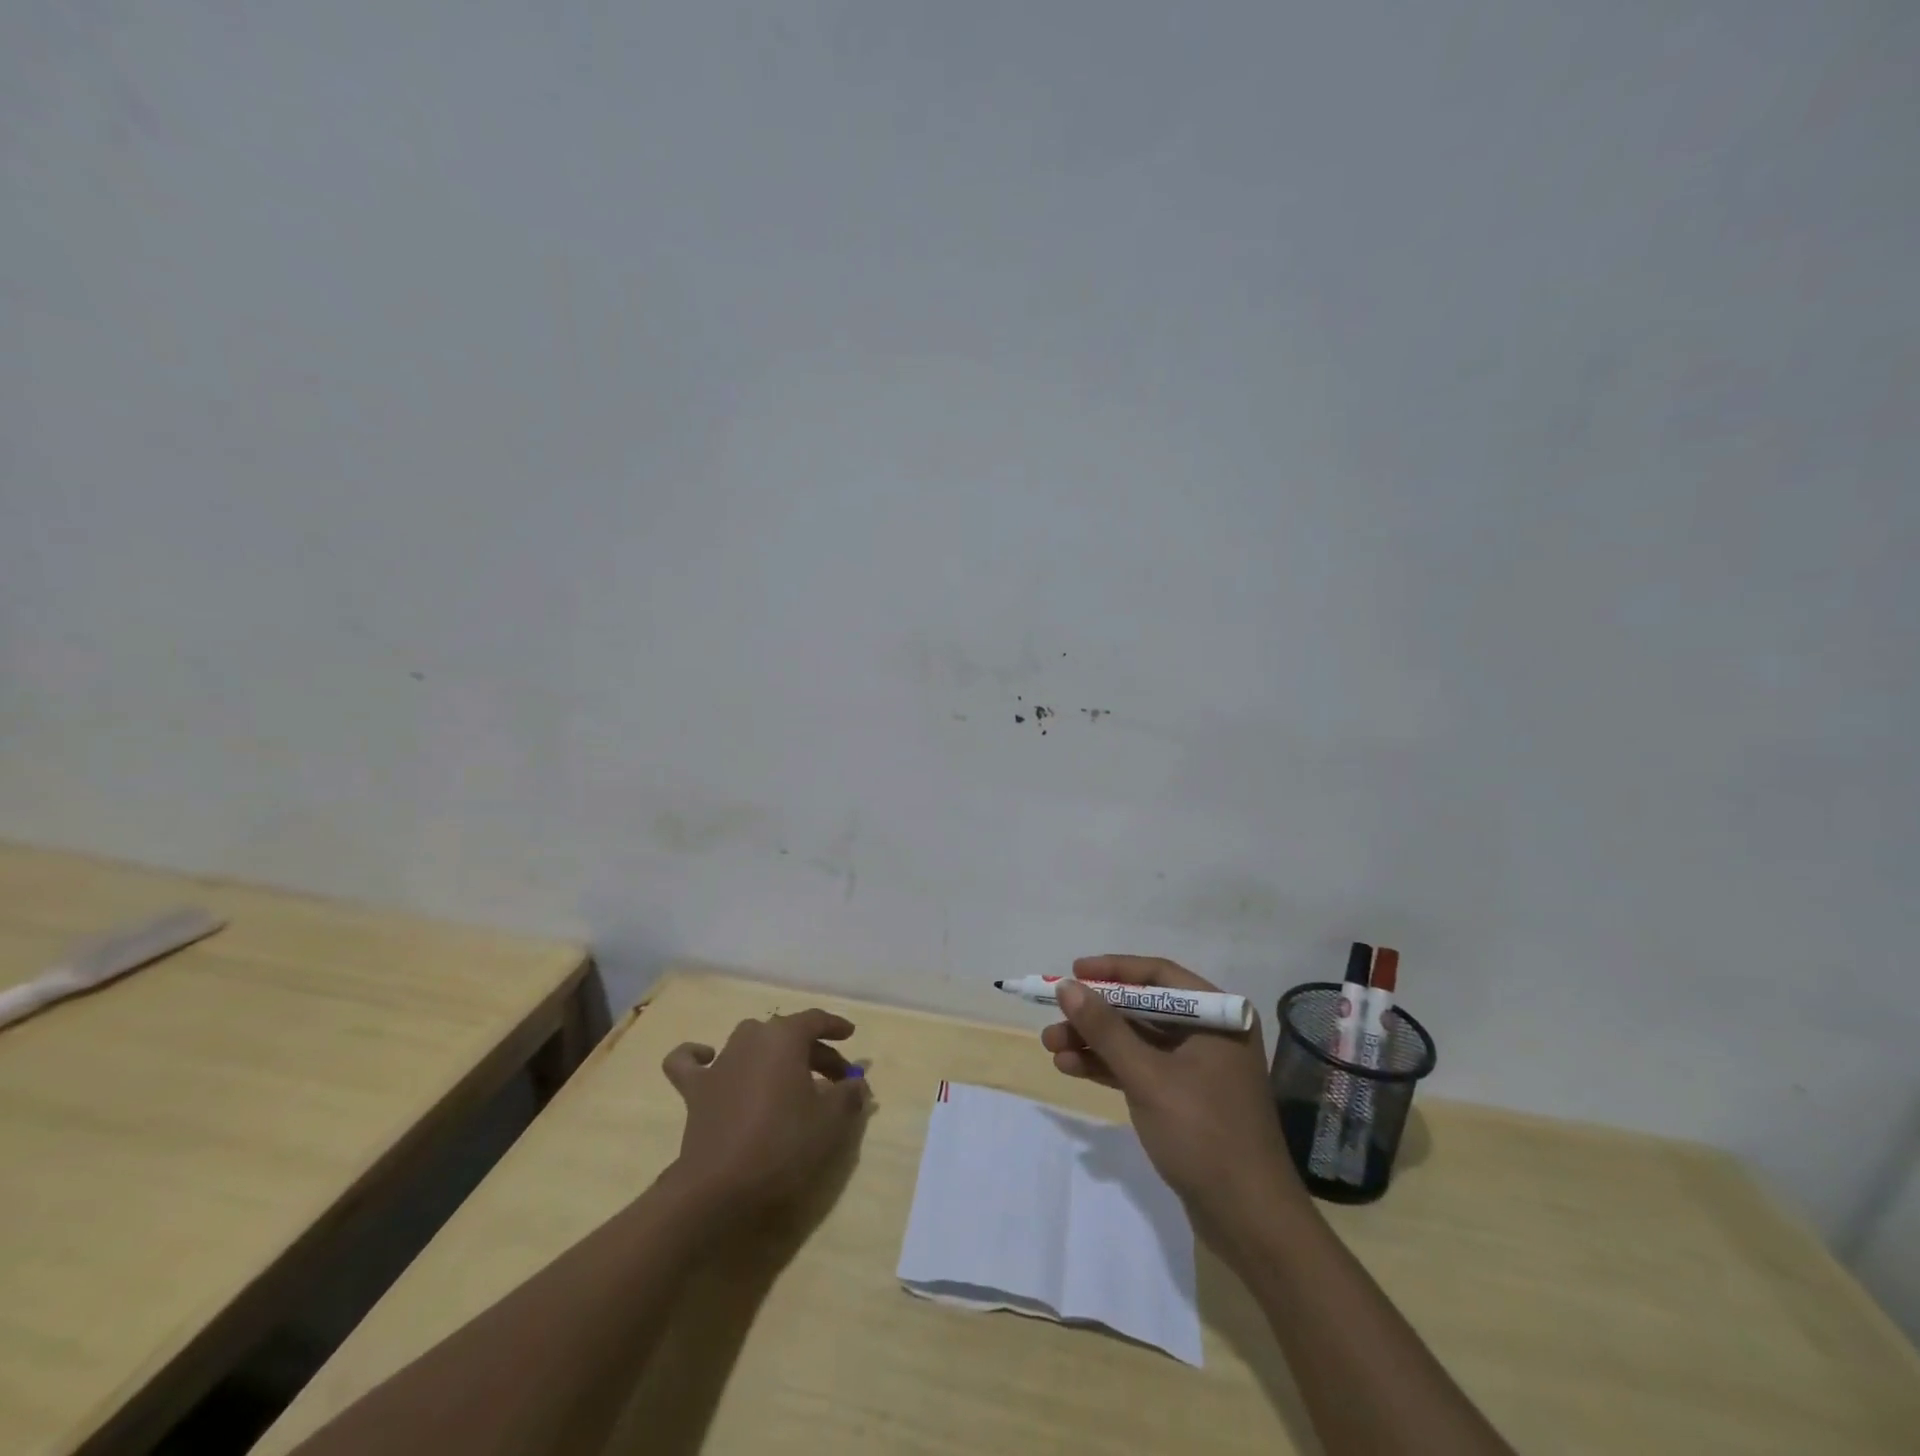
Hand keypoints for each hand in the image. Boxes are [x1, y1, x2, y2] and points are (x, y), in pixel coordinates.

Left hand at [662, 1009, 870, 1217]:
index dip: (835, 1026)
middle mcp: (751, 1038)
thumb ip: (848, 1094)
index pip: (815, 1020)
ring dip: (771, 1053)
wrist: (719, 1186)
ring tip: (787, 1076)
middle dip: (813, 1050)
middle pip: (787, 1034)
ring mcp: (720, 1061)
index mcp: (784, 1037)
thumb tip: (856, 1083)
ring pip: (750, 1041)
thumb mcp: (830, 1120)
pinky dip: (697, 1056)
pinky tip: (708, 1058)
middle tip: (833, 1077)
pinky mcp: (695, 1089)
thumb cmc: (782, 1144)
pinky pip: (690, 1062)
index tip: (851, 1036)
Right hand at [1043, 956, 1303, 1237]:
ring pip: (1138, 1040)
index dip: (1113, 971)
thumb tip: (1067, 987)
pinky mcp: (1186, 1098)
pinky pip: (1141, 1068)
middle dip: (1096, 1014)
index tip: (1072, 973)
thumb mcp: (1148, 1077)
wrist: (1251, 1223)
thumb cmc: (1203, 1135)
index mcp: (1218, 1016)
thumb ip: (1105, 1029)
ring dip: (1096, 1042)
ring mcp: (1199, 1068)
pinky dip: (1109, 1067)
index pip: (1159, 975)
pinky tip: (1072, 1068)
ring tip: (1052, 1047)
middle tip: (1053, 1018)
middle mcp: (1211, 1033)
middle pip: (1143, 1009)